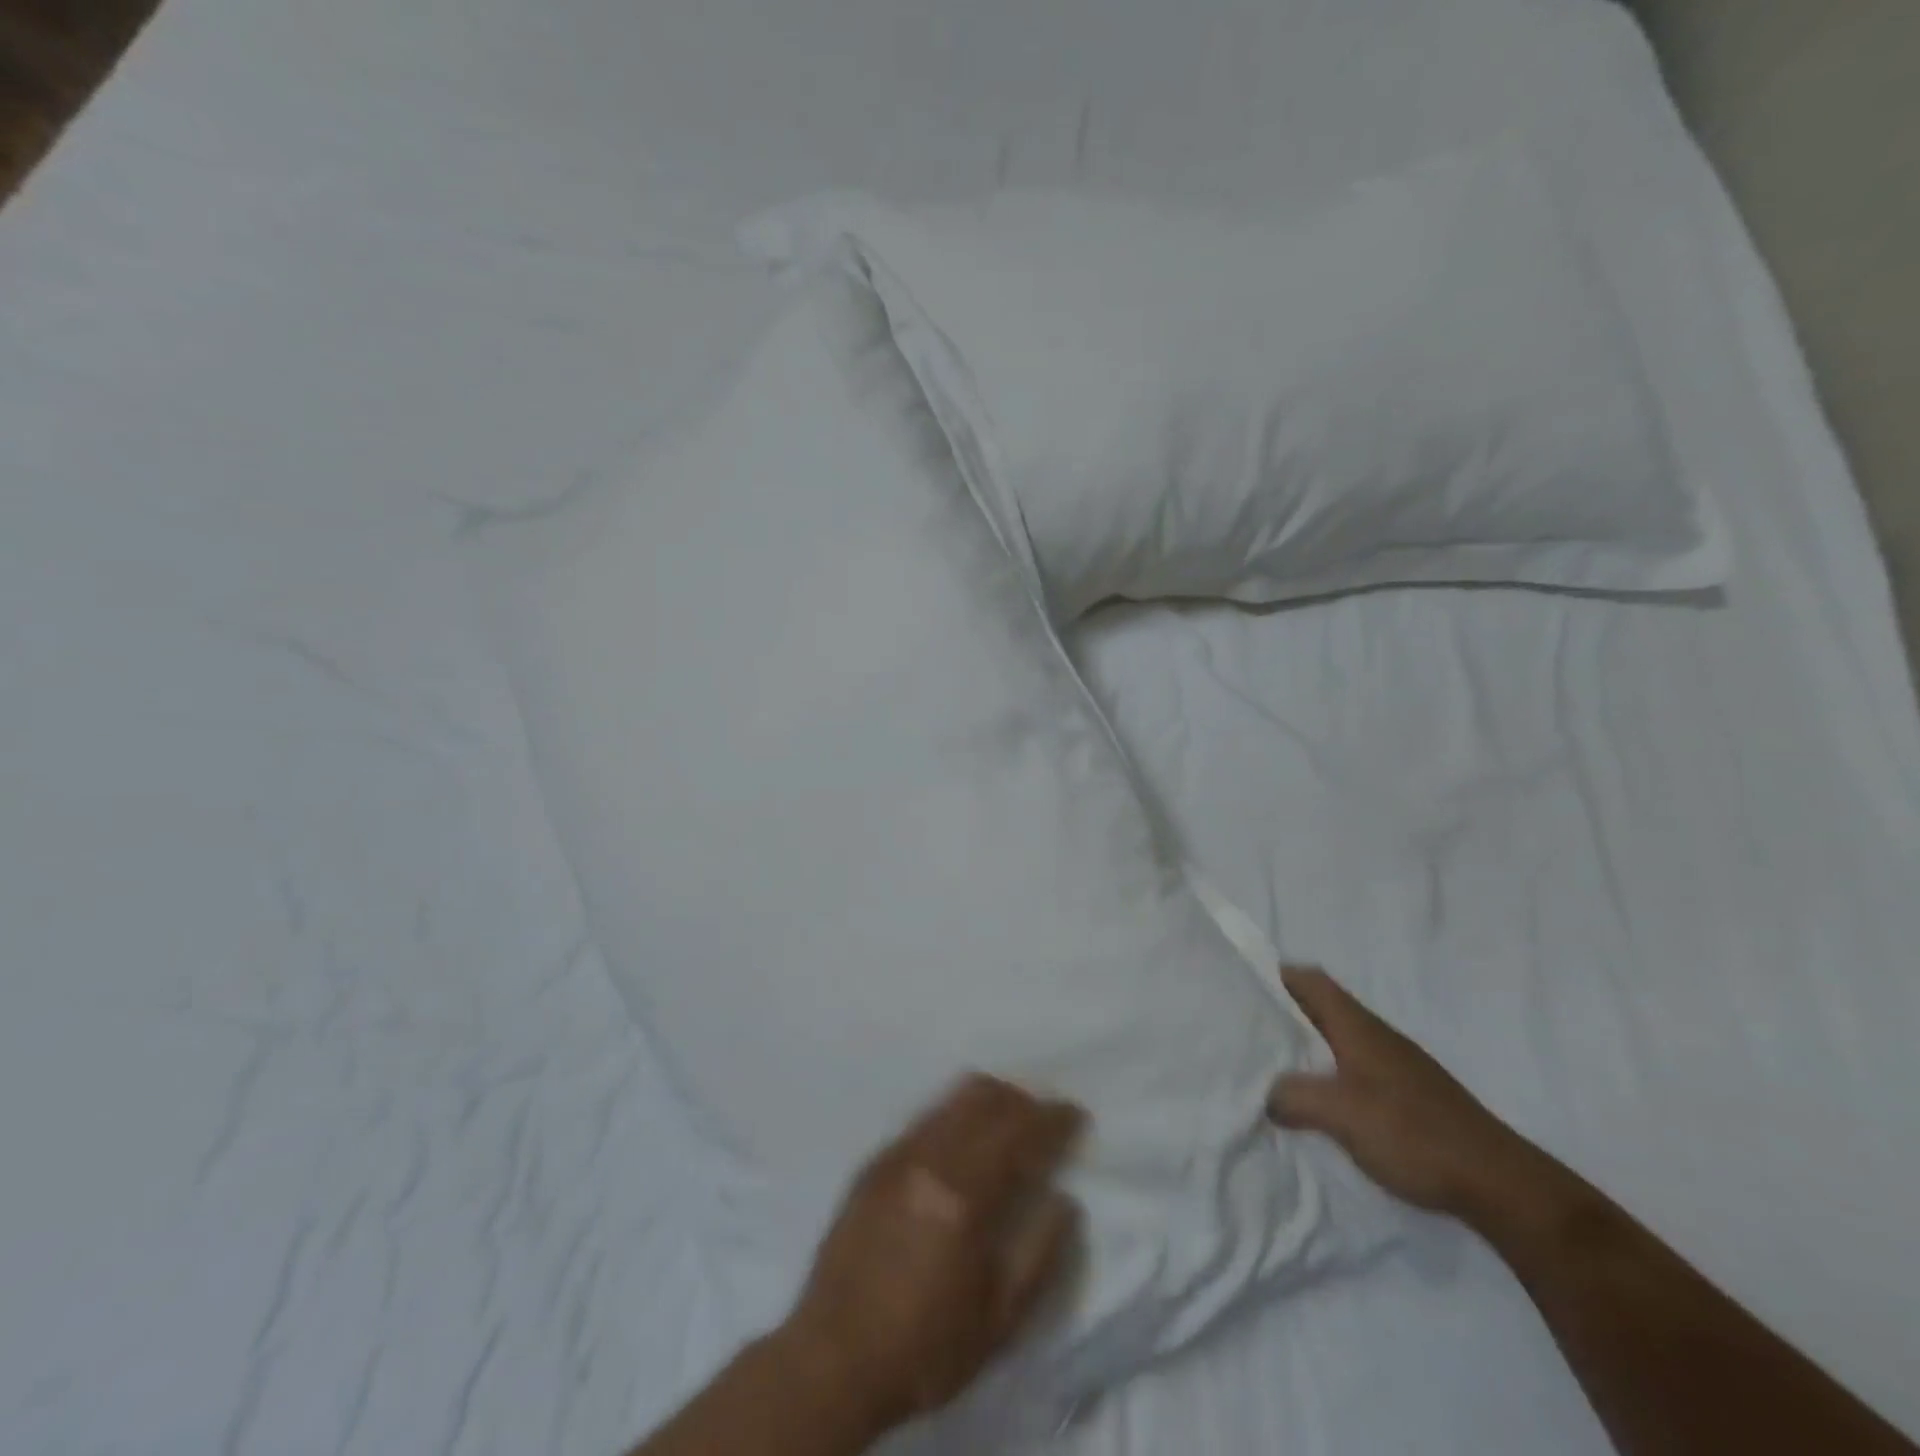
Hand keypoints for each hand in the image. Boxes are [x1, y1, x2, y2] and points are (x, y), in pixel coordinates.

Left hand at [779, 1074, 1086, 1435]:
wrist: (832, 1360)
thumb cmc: (924, 1348)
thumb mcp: (999, 1321)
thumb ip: (1040, 1254)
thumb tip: (1065, 1200)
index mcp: (964, 1196)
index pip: (1020, 1133)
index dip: (1053, 1118)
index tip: (1075, 1114)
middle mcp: (929, 1159)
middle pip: (985, 1098)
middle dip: (1023, 1100)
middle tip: (1043, 1118)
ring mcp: (897, 1154)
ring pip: (951, 1098)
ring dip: (989, 1099)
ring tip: (1008, 1121)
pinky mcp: (874, 1161)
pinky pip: (924, 1115)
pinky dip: (955, 1113)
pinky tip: (962, 1140)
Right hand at [1268, 966, 1544, 1223]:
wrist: (1498, 1183)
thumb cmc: (1413, 1134)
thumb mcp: (1340, 1113)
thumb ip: (1293, 1096)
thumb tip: (1267, 1095)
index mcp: (1357, 1026)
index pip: (1309, 979)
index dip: (1274, 977)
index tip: (1240, 990)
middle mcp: (1375, 1035)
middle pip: (1319, 1007)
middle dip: (1282, 1015)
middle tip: (1245, 1033)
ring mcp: (1395, 1065)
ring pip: (1335, 1040)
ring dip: (1304, 1048)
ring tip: (1270, 1069)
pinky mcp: (1407, 1095)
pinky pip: (1353, 1069)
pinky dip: (1327, 1075)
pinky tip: (1317, 1106)